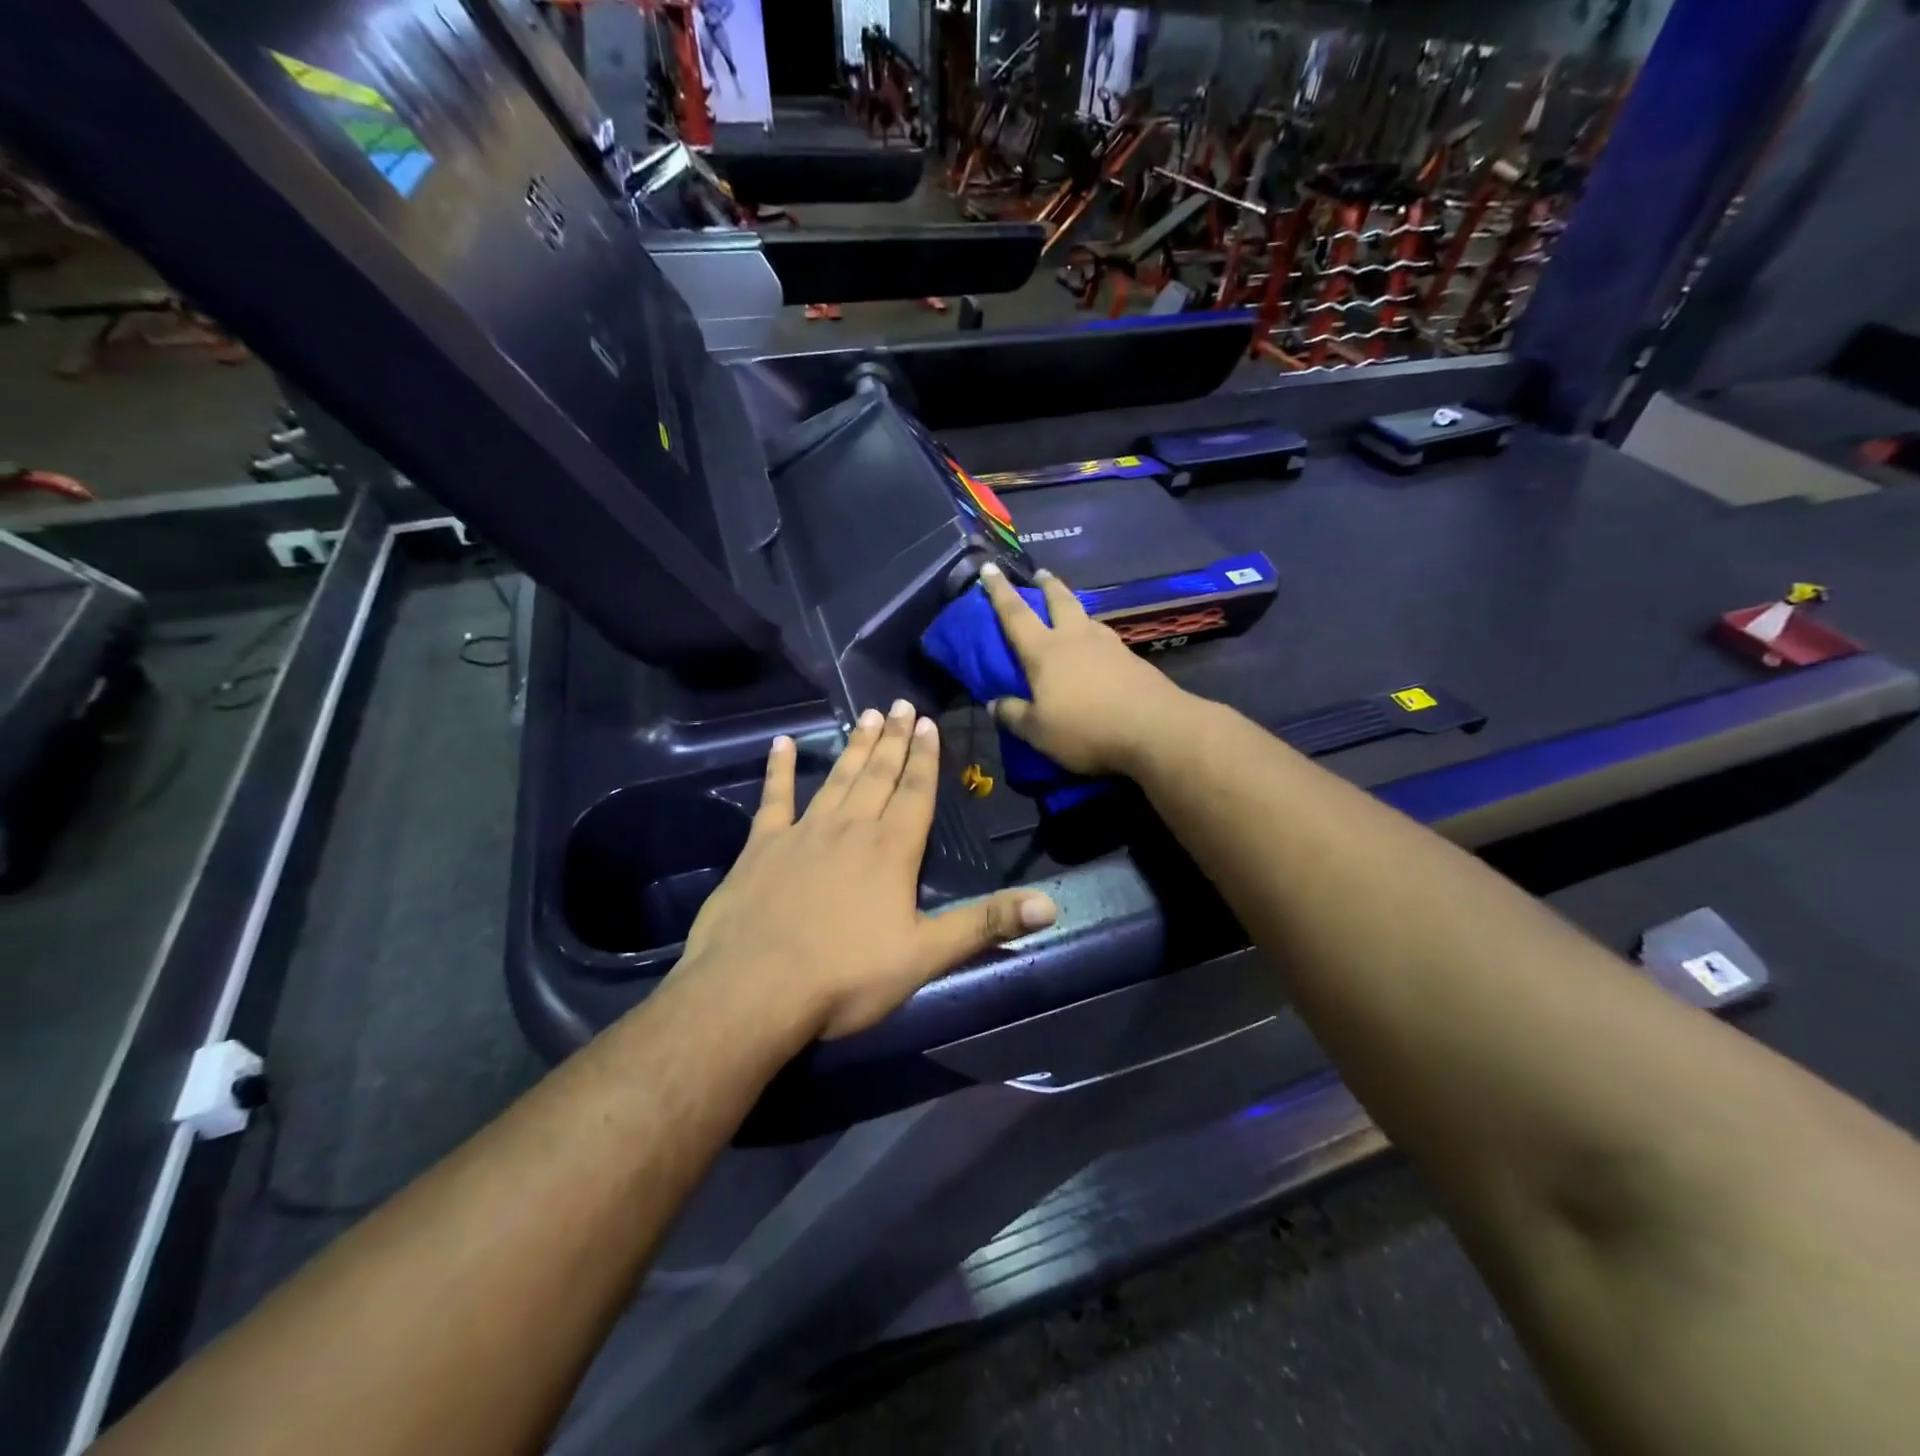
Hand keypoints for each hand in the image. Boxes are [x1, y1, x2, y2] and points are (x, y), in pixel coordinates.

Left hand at [675, 702, 1057, 1040]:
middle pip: (878, 775)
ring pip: (837, 778)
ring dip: (854, 747)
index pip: (915, 792)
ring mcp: (802, 833)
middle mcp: (850, 828)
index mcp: (891, 850)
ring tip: (866, 715)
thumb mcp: (925, 956)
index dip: (925, 758)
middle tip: (900, 704)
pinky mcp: (760, 847)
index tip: (928, 722)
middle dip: (893, 739)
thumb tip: (1051, 904)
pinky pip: (773, 798)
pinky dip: (779, 770)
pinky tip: (782, 744)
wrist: (753, 990)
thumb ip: (986, 924)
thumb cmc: (845, 977)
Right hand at [979, 564, 1193, 776]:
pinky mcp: (1132, 660)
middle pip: (1059, 601)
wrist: (1155, 729)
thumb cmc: (1086, 728)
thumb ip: (1013, 715)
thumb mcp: (1038, 731)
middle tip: (1040, 573)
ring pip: (1086, 616)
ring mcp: (1108, 645)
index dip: (999, 591)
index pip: (1015, 614)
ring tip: (1070, 607)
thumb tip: (994, 703)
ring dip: (1074, 605)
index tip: (989, 568)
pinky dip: (1095, 633)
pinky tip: (1098, 644)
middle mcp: (1075, 638)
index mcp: (1045, 651)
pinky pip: (1105, 637)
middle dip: (1047, 585)